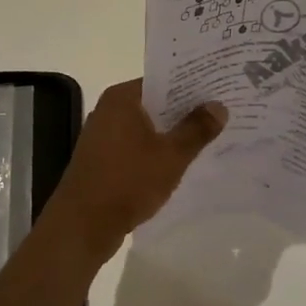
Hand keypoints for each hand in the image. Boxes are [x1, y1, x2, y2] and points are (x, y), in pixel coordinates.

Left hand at [40, 80, 226, 258]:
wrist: (82, 226)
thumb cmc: (128, 182)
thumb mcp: (171, 156)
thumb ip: (196, 129)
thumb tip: (219, 106)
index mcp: (122, 98)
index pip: (163, 80)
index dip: (192, 84)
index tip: (219, 88)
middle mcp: (109, 110)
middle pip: (155, 102)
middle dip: (186, 110)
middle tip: (223, 112)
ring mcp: (103, 136)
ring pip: (147, 127)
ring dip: (172, 132)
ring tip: (209, 136)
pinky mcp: (103, 159)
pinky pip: (137, 146)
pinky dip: (157, 150)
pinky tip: (180, 161)